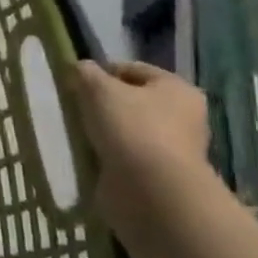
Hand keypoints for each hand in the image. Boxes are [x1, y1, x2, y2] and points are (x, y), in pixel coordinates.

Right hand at [67, 60, 210, 227]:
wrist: (151, 189)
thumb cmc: (130, 127)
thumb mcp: (99, 89)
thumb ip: (86, 73)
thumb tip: (81, 68)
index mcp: (177, 88)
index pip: (133, 69)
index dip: (101, 71)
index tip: (74, 83)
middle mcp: (183, 115)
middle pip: (133, 99)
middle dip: (103, 103)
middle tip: (75, 108)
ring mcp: (174, 146)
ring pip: (129, 127)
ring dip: (105, 129)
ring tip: (79, 133)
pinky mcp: (160, 172)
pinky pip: (127, 153)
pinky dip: (109, 152)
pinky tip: (91, 154)